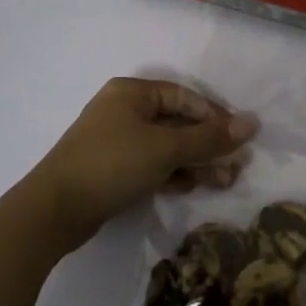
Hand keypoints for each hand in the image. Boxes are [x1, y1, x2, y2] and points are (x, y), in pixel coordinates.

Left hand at [25, 77, 257, 248]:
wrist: (53, 212)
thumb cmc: (111, 165)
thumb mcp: (165, 149)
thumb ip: (209, 138)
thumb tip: (253, 122)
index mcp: (132, 93)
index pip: (185, 97)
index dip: (215, 116)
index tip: (240, 139)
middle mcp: (125, 110)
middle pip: (178, 123)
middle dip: (209, 145)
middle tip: (237, 166)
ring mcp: (118, 141)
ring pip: (168, 147)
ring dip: (197, 162)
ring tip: (225, 182)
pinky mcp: (114, 169)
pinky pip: (153, 165)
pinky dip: (175, 174)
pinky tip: (194, 187)